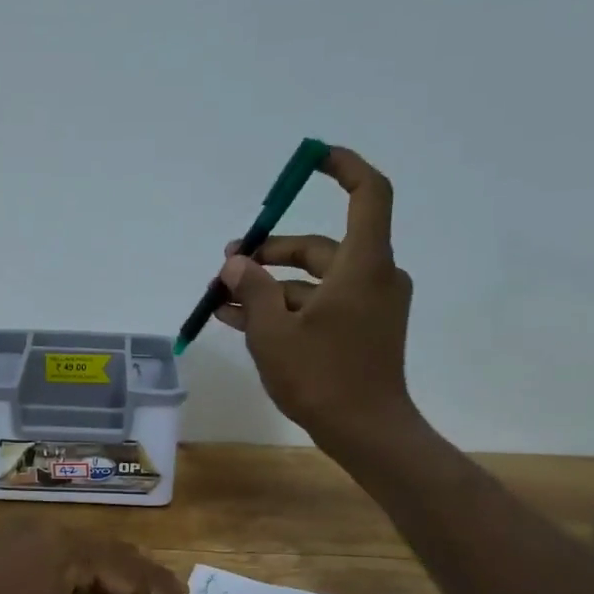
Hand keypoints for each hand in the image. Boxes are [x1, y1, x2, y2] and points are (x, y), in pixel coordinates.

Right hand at [215, 145, 418, 455]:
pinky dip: (285, 309)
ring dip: (269, 287)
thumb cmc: (322, 377)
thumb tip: (236, 262)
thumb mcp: (273, 332)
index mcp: (362, 265)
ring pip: (313, 281)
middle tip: (228, 262)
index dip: (343, 167)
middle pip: (320, 245)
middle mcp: (372, 277)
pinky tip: (241, 322)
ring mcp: (368, 306)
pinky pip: (319, 306)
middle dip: (271, 252)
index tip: (311, 159)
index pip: (368, 194)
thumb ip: (252, 290)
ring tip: (221, 299)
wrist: (366, 433)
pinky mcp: (360, 331)